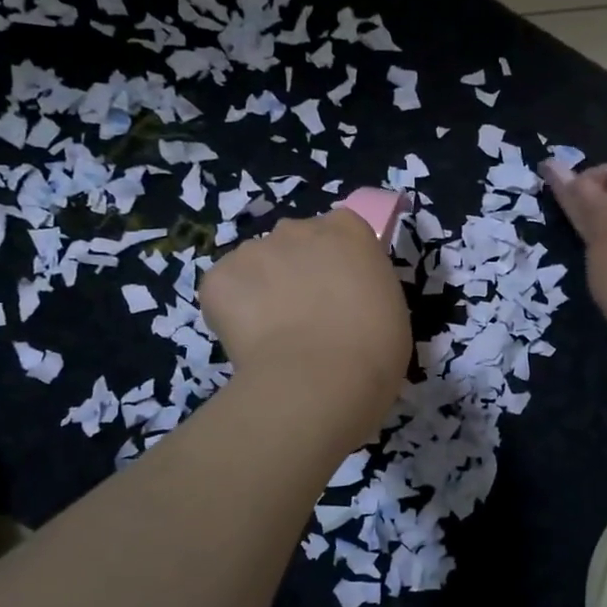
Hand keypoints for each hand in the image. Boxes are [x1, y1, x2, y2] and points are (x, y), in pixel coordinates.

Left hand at [199, 209, 410, 441]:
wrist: (321, 378)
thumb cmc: (373, 347)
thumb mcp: (388, 306)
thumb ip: (362, 287)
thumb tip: (342, 302)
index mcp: (347, 230)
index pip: (339, 232)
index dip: (335, 263)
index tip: (339, 293)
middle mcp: (298, 228)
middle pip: (293, 243)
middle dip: (295, 271)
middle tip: (306, 316)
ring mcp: (254, 249)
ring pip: (255, 266)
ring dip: (261, 290)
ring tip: (274, 336)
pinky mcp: (219, 277)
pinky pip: (223, 290)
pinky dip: (231, 313)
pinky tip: (250, 343)